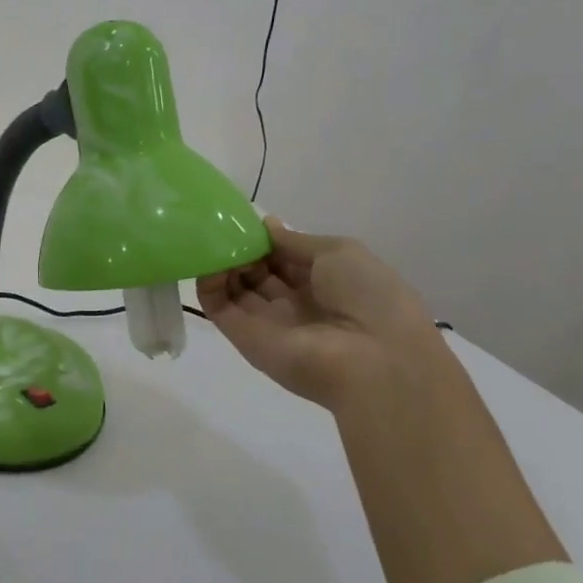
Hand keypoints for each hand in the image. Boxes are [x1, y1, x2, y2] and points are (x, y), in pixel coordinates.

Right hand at [195, 219, 452, 410]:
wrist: (375, 360)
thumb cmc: (368, 297)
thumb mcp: (339, 252)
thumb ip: (295, 241)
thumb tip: (265, 226)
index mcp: (323, 283)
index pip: (284, 258)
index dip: (265, 240)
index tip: (246, 223)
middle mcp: (294, 304)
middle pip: (257, 272)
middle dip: (241, 249)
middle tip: (226, 230)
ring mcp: (267, 322)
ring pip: (234, 288)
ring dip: (222, 263)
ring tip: (215, 242)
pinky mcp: (244, 338)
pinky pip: (219, 307)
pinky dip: (207, 284)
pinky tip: (207, 262)